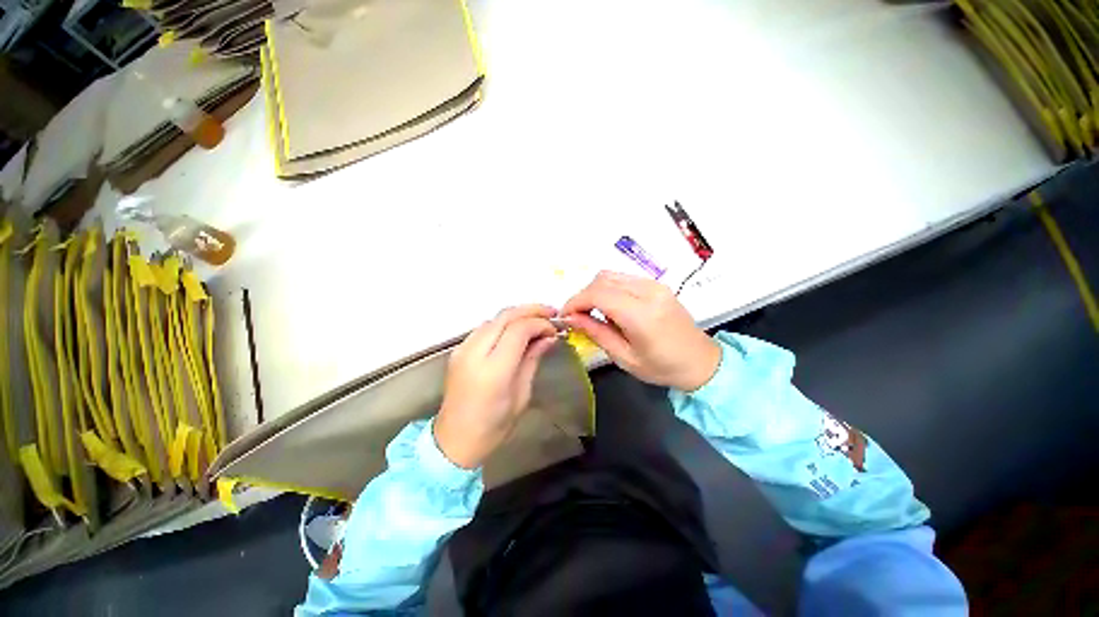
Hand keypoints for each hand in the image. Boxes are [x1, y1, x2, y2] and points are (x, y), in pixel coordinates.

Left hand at [434, 305, 558, 467]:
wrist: (454, 440)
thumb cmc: (493, 426)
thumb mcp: (522, 394)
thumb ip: (533, 359)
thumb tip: (548, 337)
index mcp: (493, 370)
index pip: (519, 329)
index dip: (540, 323)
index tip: (554, 330)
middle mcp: (474, 353)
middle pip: (505, 316)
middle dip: (531, 310)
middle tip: (551, 313)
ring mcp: (463, 349)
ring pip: (494, 318)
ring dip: (518, 315)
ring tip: (537, 320)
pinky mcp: (458, 350)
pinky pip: (485, 327)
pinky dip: (504, 323)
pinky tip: (517, 330)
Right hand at [560, 271, 720, 390]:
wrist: (701, 361)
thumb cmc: (662, 367)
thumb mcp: (624, 357)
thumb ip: (595, 332)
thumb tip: (571, 318)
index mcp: (641, 314)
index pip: (598, 294)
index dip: (575, 301)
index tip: (565, 316)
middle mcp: (648, 292)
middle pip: (602, 279)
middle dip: (583, 295)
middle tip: (577, 316)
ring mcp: (655, 284)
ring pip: (611, 275)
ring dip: (595, 290)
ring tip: (592, 312)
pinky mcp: (657, 284)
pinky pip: (624, 278)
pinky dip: (609, 288)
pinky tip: (610, 307)